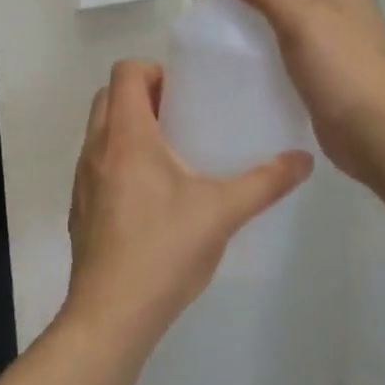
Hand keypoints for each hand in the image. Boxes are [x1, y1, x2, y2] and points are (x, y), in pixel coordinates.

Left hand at [65, 60, 311, 345]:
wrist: (112, 313)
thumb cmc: (165, 250)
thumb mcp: (223, 212)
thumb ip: (265, 182)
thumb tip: (304, 160)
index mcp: (127, 136)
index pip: (125, 72)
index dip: (153, 70)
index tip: (184, 92)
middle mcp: (96, 149)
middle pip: (108, 98)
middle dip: (143, 97)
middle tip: (183, 118)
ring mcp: (83, 180)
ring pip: (100, 132)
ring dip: (130, 130)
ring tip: (172, 155)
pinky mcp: (80, 208)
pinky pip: (97, 165)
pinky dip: (120, 162)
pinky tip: (152, 198)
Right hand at [213, 0, 384, 185]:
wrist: (377, 133)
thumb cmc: (343, 66)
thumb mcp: (299, 17)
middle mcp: (335, 1)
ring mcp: (328, 37)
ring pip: (282, 15)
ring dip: (251, 16)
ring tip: (210, 21)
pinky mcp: (319, 69)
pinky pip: (284, 47)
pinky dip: (261, 46)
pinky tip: (232, 54)